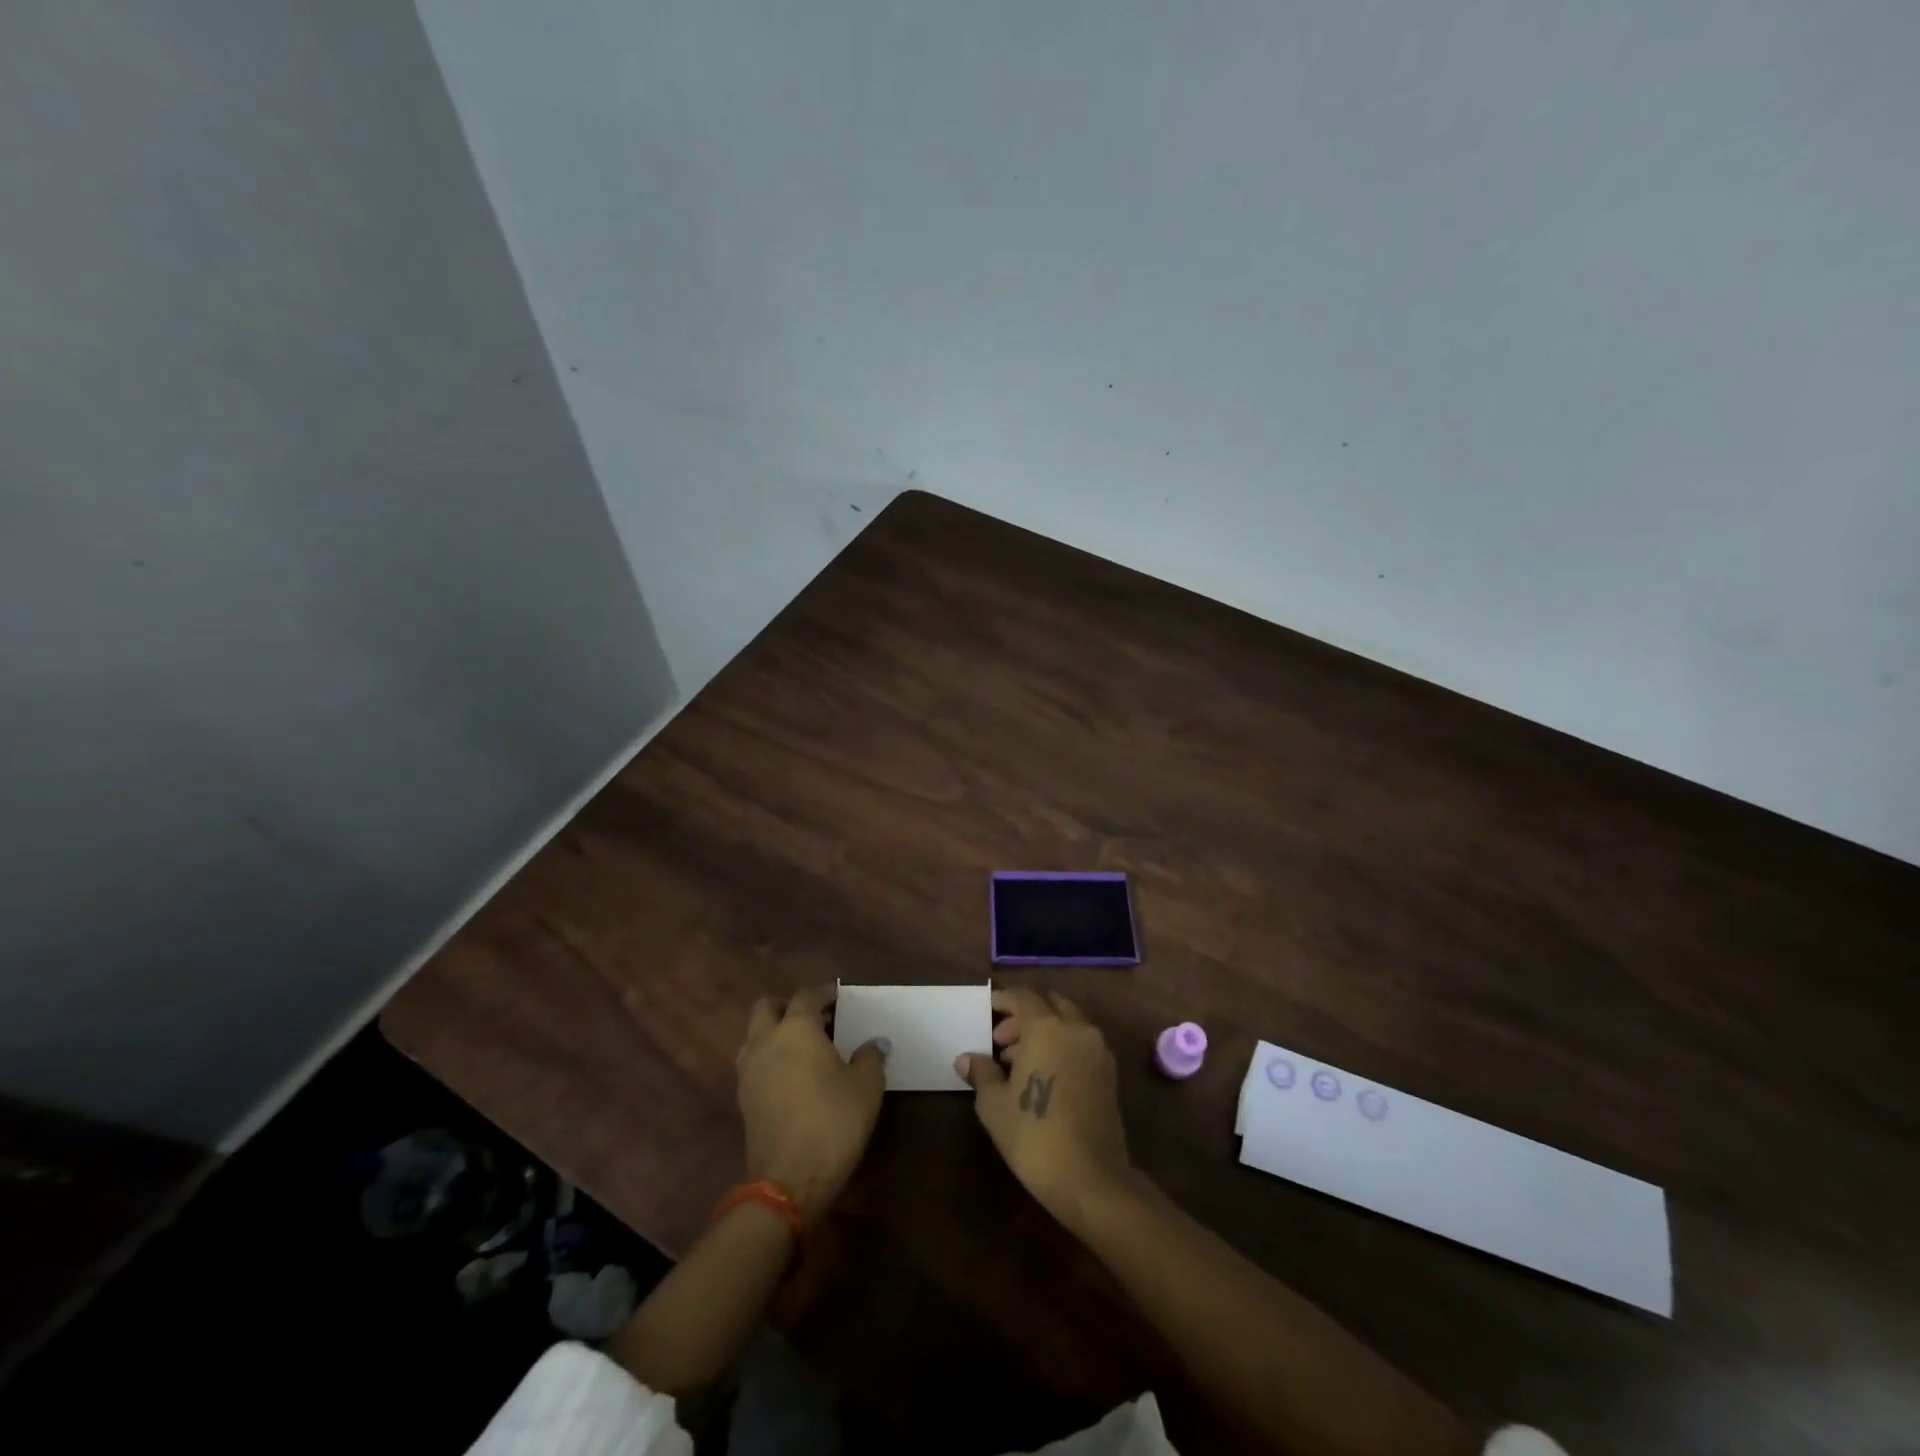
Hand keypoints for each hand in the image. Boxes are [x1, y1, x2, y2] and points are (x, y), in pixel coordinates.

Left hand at [737, 984, 886, 1222]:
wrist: (789, 1180)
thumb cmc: (833, 1121)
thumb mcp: (866, 1086)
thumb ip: (870, 1057)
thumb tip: (874, 1043)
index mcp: (796, 1028)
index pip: (807, 996)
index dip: (824, 993)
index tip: (839, 997)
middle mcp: (766, 1041)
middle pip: (767, 1007)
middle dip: (788, 1006)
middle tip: (814, 1018)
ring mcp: (749, 1070)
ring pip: (755, 1035)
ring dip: (774, 1032)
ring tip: (803, 1048)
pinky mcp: (743, 1098)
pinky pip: (754, 1062)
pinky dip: (769, 1058)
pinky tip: (792, 1075)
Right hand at [957, 986, 1135, 1233]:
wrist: (1092, 1180)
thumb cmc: (1035, 1136)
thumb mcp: (994, 1105)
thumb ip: (981, 1073)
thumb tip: (966, 1059)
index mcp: (1047, 1027)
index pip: (1023, 997)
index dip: (1003, 999)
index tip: (987, 1009)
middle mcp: (1076, 1029)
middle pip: (1048, 1005)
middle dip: (1024, 1016)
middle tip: (1000, 1042)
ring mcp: (1097, 1050)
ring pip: (1068, 1023)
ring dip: (1044, 1031)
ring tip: (1018, 1063)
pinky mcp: (1109, 1073)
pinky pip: (1080, 1043)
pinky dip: (1062, 1045)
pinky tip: (1044, 1076)